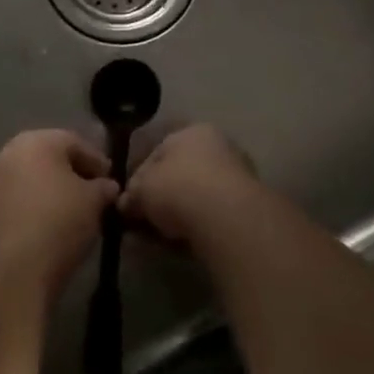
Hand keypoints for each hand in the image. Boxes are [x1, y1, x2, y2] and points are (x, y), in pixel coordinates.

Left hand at [0, 130, 117, 295]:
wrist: (14, 267)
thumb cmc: (60, 222)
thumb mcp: (94, 202)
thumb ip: (103, 187)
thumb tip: (106, 186)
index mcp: (37, 140)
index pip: (74, 143)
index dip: (96, 161)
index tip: (110, 180)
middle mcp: (7, 151)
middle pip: (47, 157)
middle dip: (70, 172)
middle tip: (91, 192)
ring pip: (27, 177)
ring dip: (48, 188)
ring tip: (70, 210)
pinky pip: (13, 197)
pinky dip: (30, 204)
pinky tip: (46, 222)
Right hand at [119, 125, 260, 244]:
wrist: (226, 218)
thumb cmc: (177, 188)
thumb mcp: (140, 190)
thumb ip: (130, 195)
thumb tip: (125, 205)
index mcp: (192, 132)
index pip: (157, 152)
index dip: (138, 177)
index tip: (129, 201)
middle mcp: (218, 146)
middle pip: (179, 173)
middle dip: (161, 197)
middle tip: (144, 219)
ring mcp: (236, 176)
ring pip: (197, 195)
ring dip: (180, 213)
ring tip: (161, 235)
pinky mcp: (247, 205)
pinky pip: (212, 214)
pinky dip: (198, 225)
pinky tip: (183, 241)